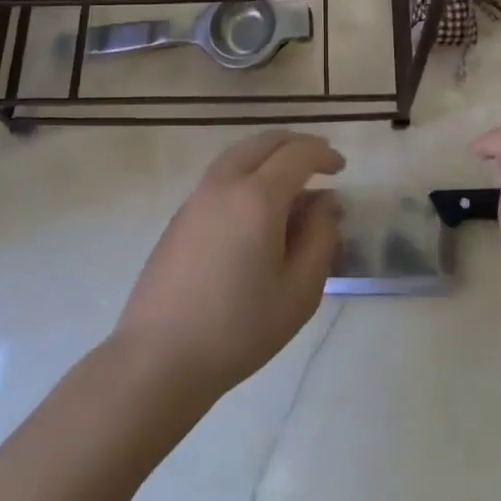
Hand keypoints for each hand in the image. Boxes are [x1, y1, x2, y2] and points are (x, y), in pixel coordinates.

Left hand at [112, 130, 343, 399]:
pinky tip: (257, 206)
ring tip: (290, 180)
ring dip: (269, 155)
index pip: (297, 154)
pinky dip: (247, 172)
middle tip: (319, 162)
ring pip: (238, 155)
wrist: (160, 357)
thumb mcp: (299, 291)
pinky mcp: (180, 215)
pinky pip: (221, 175)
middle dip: (296, 145)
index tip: (341, 169)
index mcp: (257, 197)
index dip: (323, 154)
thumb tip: (325, 202)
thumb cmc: (239, 328)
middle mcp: (224, 184)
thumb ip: (320, 238)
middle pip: (264, 143)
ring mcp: (197, 197)